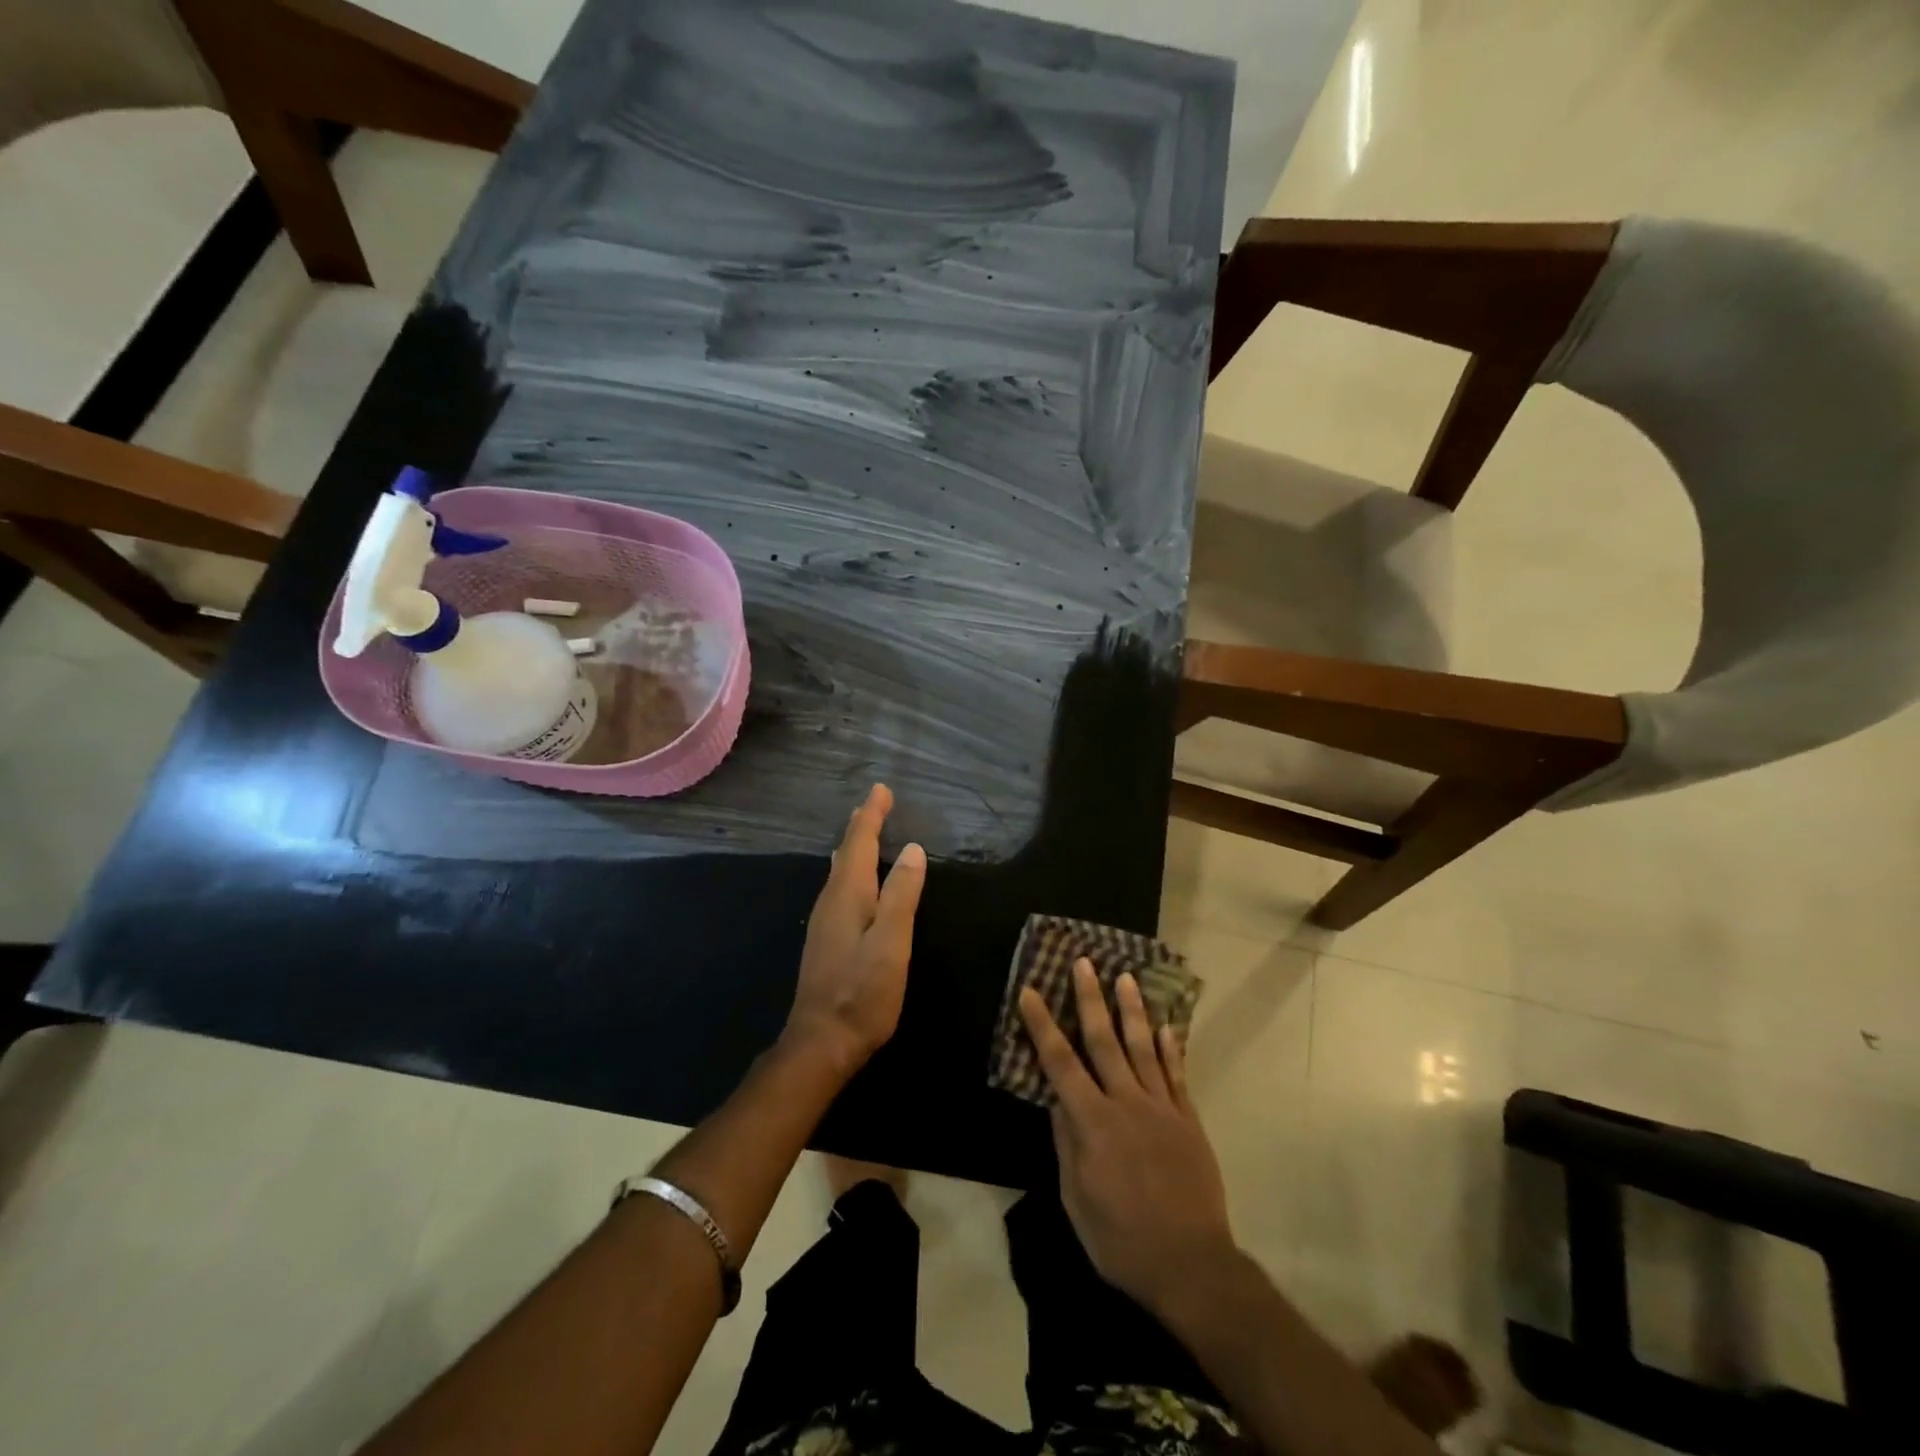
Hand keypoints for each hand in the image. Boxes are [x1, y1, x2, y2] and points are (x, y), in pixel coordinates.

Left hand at [786, 785, 926, 1076]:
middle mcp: (830, 901)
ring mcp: (824, 921)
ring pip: (840, 871)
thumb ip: (901, 894)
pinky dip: (851, 870)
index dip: (871, 815)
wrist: (821, 1041)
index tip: (881, 790)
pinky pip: (840, 888)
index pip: (859, 843)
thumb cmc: (863, 992)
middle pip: (846, 853)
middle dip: (861, 826)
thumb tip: (912, 849)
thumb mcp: (892, 942)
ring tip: (863, 831)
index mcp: (847, 894)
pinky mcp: (826, 940)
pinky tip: (854, 880)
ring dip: (853, 847)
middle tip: (874, 804)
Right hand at [1019, 958, 1236, 1315]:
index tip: (1030, 991)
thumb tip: (1056, 1101)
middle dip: (1090, 998)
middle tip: (1083, 962)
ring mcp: (1161, 1108)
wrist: (1191, 1265)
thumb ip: (1067, 1144)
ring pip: (1143, 1047)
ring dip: (1132, 1010)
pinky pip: (1176, 1075)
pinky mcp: (1187, 1120)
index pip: (1060, 1063)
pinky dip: (1170, 1047)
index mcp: (1093, 1123)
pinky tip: (1167, 1025)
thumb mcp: (1076, 1199)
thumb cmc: (1121, 1240)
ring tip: (1126, 977)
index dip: (1042, 1025)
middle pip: (1104, 1040)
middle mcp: (1126, 1103)